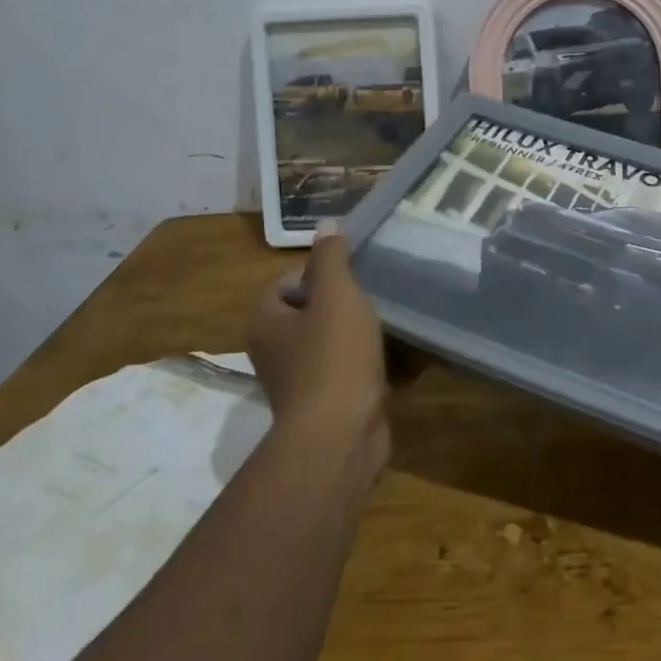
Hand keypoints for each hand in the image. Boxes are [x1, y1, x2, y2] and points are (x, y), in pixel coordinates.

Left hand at [246, 225, 390, 458]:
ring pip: (330, 342)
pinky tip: (395, 356)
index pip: (285, 281)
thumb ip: (332, 258)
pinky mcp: (325, 405)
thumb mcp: (337, 294)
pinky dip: (367, 362)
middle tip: (373, 293)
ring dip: (357, 333)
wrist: (342, 435)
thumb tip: (326, 224)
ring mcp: (299, 381)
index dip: (318, 271)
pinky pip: (346, 371)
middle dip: (342, 302)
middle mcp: (273, 351)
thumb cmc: (334, 356)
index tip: (352, 272)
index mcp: (265, 322)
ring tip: (388, 321)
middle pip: (308, 311)